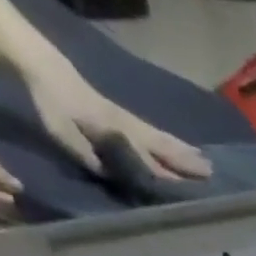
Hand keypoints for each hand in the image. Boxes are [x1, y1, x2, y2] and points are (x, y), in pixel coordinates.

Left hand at [25, 67, 211, 179]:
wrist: (44, 67)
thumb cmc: (52, 103)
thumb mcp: (62, 132)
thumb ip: (87, 153)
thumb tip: (112, 173)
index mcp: (115, 132)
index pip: (144, 158)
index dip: (164, 174)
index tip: (187, 188)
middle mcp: (128, 127)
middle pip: (162, 146)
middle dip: (186, 161)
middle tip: (211, 173)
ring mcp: (129, 121)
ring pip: (162, 139)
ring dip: (185, 152)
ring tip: (206, 162)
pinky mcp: (126, 118)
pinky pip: (155, 134)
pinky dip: (172, 142)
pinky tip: (182, 148)